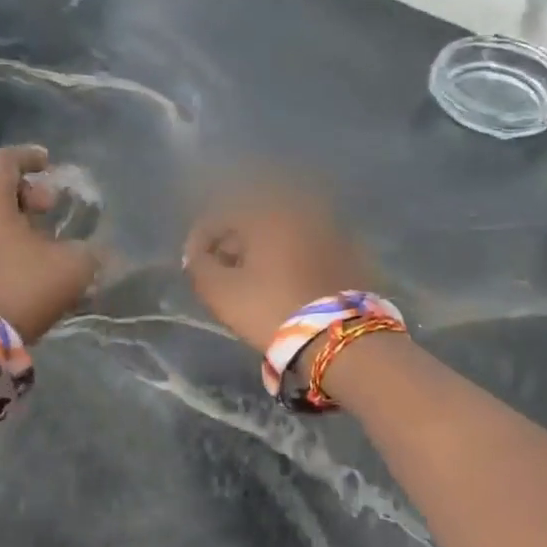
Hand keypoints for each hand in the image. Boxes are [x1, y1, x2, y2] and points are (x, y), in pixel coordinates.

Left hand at [0, 146, 98, 341]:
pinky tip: (22, 262)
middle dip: (25, 192)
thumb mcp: (70, 268)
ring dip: (12, 220)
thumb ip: (88, 252)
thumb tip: (93, 251)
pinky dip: (0, 241)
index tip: (50, 162)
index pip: (6, 158)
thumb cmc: (16, 286)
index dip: (31, 157)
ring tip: (41, 238)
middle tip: (51, 206)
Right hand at [183, 184, 371, 351]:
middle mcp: (301, 210)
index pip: (221, 216)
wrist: (342, 336)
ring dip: (265, 250)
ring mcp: (332, 228)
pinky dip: (294, 257)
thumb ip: (200, 267)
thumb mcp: (221, 293)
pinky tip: (288, 282)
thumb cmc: (272, 308)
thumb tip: (198, 256)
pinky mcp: (353, 251)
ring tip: (255, 280)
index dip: (200, 239)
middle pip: (256, 220)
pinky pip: (311, 247)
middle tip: (223, 271)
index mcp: (267, 213)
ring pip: (286, 232)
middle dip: (235, 242)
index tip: (193, 264)